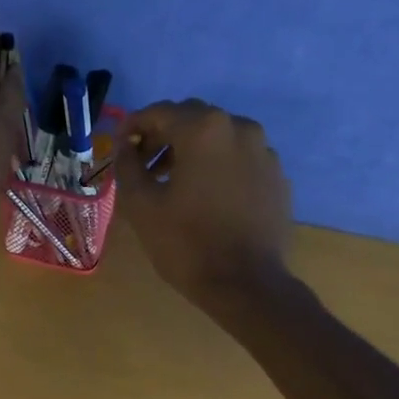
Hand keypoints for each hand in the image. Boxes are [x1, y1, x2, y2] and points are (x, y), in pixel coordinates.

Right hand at [115, 99, 292, 303]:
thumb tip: (125, 145)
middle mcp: (240, 128)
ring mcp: (264, 152)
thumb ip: (127, 166)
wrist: (247, 285)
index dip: (134, 127)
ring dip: (193, 152)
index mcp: (204, 129)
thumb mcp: (142, 206)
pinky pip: (241, 161)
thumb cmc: (188, 245)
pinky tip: (209, 199)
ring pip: (220, 139)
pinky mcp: (277, 177)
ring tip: (176, 184)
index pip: (159, 112)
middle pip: (193, 120)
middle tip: (146, 166)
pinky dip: (220, 169)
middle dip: (165, 137)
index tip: (121, 147)